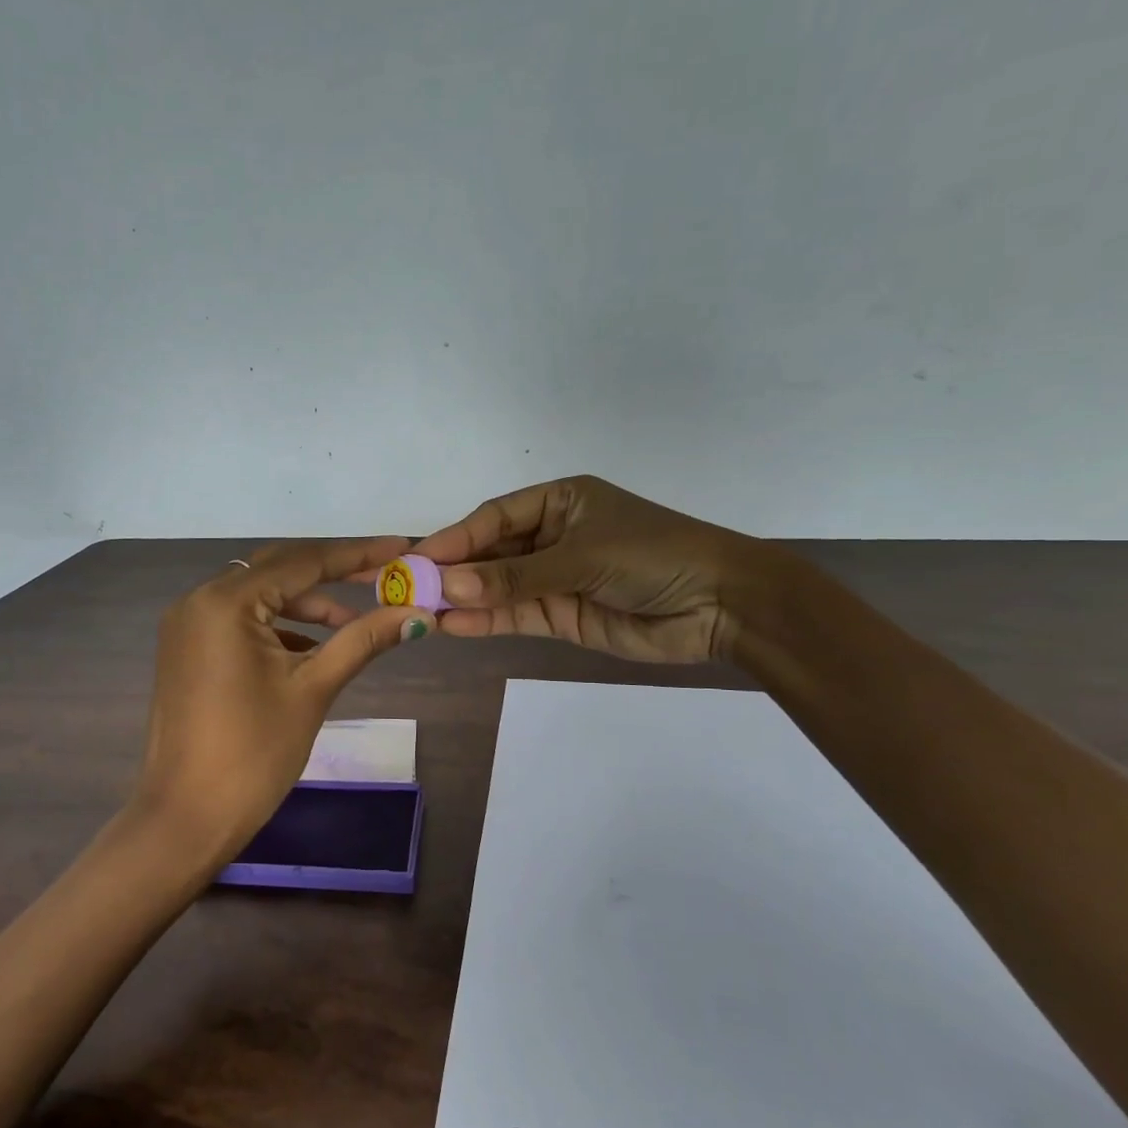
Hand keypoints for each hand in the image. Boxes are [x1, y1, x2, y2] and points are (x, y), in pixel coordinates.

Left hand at [126, 537, 436, 865]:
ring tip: (356, 620)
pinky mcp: (187, 649)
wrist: (187, 818)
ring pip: (258, 594)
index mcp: (225, 601)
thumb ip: (363, 640)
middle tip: (383, 574)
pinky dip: (278, 625)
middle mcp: (199, 599)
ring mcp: (188, 625)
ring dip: (306, 602)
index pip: (303, 561)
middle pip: (278, 568)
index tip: (401, 547)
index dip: (357, 554)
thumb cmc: (254, 754)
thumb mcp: (313, 689)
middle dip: (333, 571)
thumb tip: (418, 615)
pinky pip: (240, 620)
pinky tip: (314, 645)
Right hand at [413, 475, 773, 664]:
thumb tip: (448, 588)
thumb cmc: (652, 556)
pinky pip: (516, 614)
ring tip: (421, 612)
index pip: (493, 518)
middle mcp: (551, 536)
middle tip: (407, 590)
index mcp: (558, 501)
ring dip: (463, 599)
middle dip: (452, 571)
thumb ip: (514, 578)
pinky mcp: (562, 614)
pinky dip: (486, 620)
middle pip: (490, 553)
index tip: (416, 559)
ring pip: (498, 587)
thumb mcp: (580, 557)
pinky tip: (453, 625)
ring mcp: (555, 578)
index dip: (453, 538)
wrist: (721, 605)